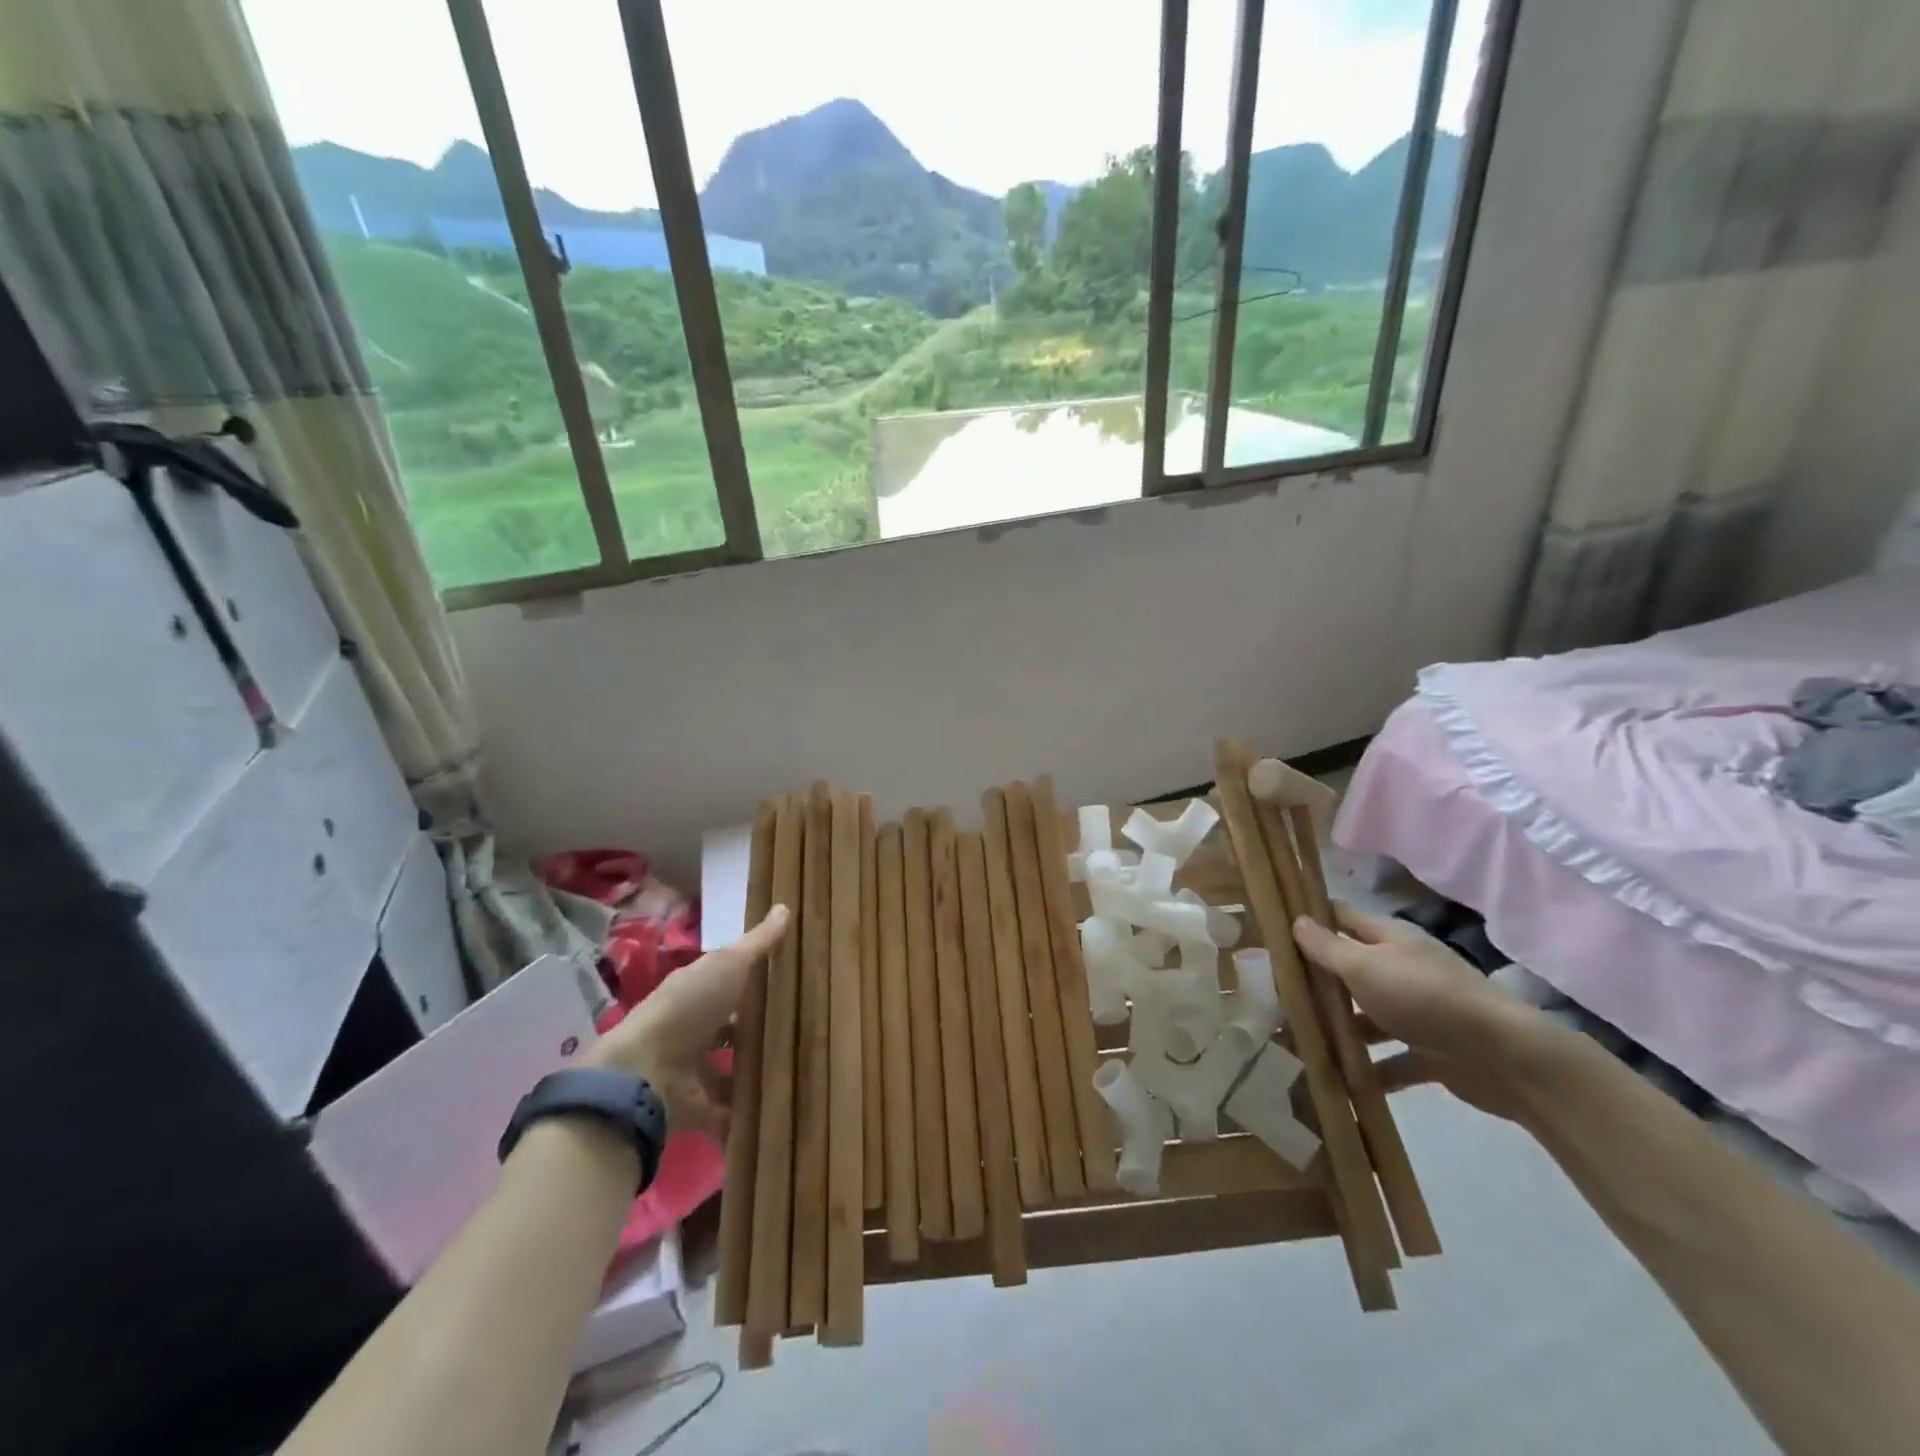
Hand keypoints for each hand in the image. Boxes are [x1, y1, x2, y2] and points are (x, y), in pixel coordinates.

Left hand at [586, 905, 790, 1136]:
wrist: (646, 1074)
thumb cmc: (689, 1007)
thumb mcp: (729, 965)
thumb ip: (758, 944)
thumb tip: (785, 906)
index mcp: (697, 992)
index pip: (730, 984)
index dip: (756, 981)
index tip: (791, 981)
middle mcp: (692, 1029)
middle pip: (731, 1028)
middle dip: (758, 1030)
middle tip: (806, 1029)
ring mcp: (693, 1071)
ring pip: (730, 1069)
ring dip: (755, 1071)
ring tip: (801, 1070)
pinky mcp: (698, 1108)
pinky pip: (729, 1111)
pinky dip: (748, 1112)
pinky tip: (782, 1107)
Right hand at [1293, 902, 1543, 1118]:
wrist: (1505, 1058)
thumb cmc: (1424, 998)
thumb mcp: (1365, 967)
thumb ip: (1327, 948)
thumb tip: (1296, 920)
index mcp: (1390, 940)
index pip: (1343, 917)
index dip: (1312, 919)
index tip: (1275, 928)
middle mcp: (1404, 970)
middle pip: (1353, 969)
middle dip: (1319, 982)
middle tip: (1276, 994)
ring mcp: (1420, 1012)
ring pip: (1370, 1017)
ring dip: (1343, 1030)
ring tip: (1301, 1043)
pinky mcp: (1433, 1052)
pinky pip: (1393, 1060)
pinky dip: (1372, 1071)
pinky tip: (1343, 1082)